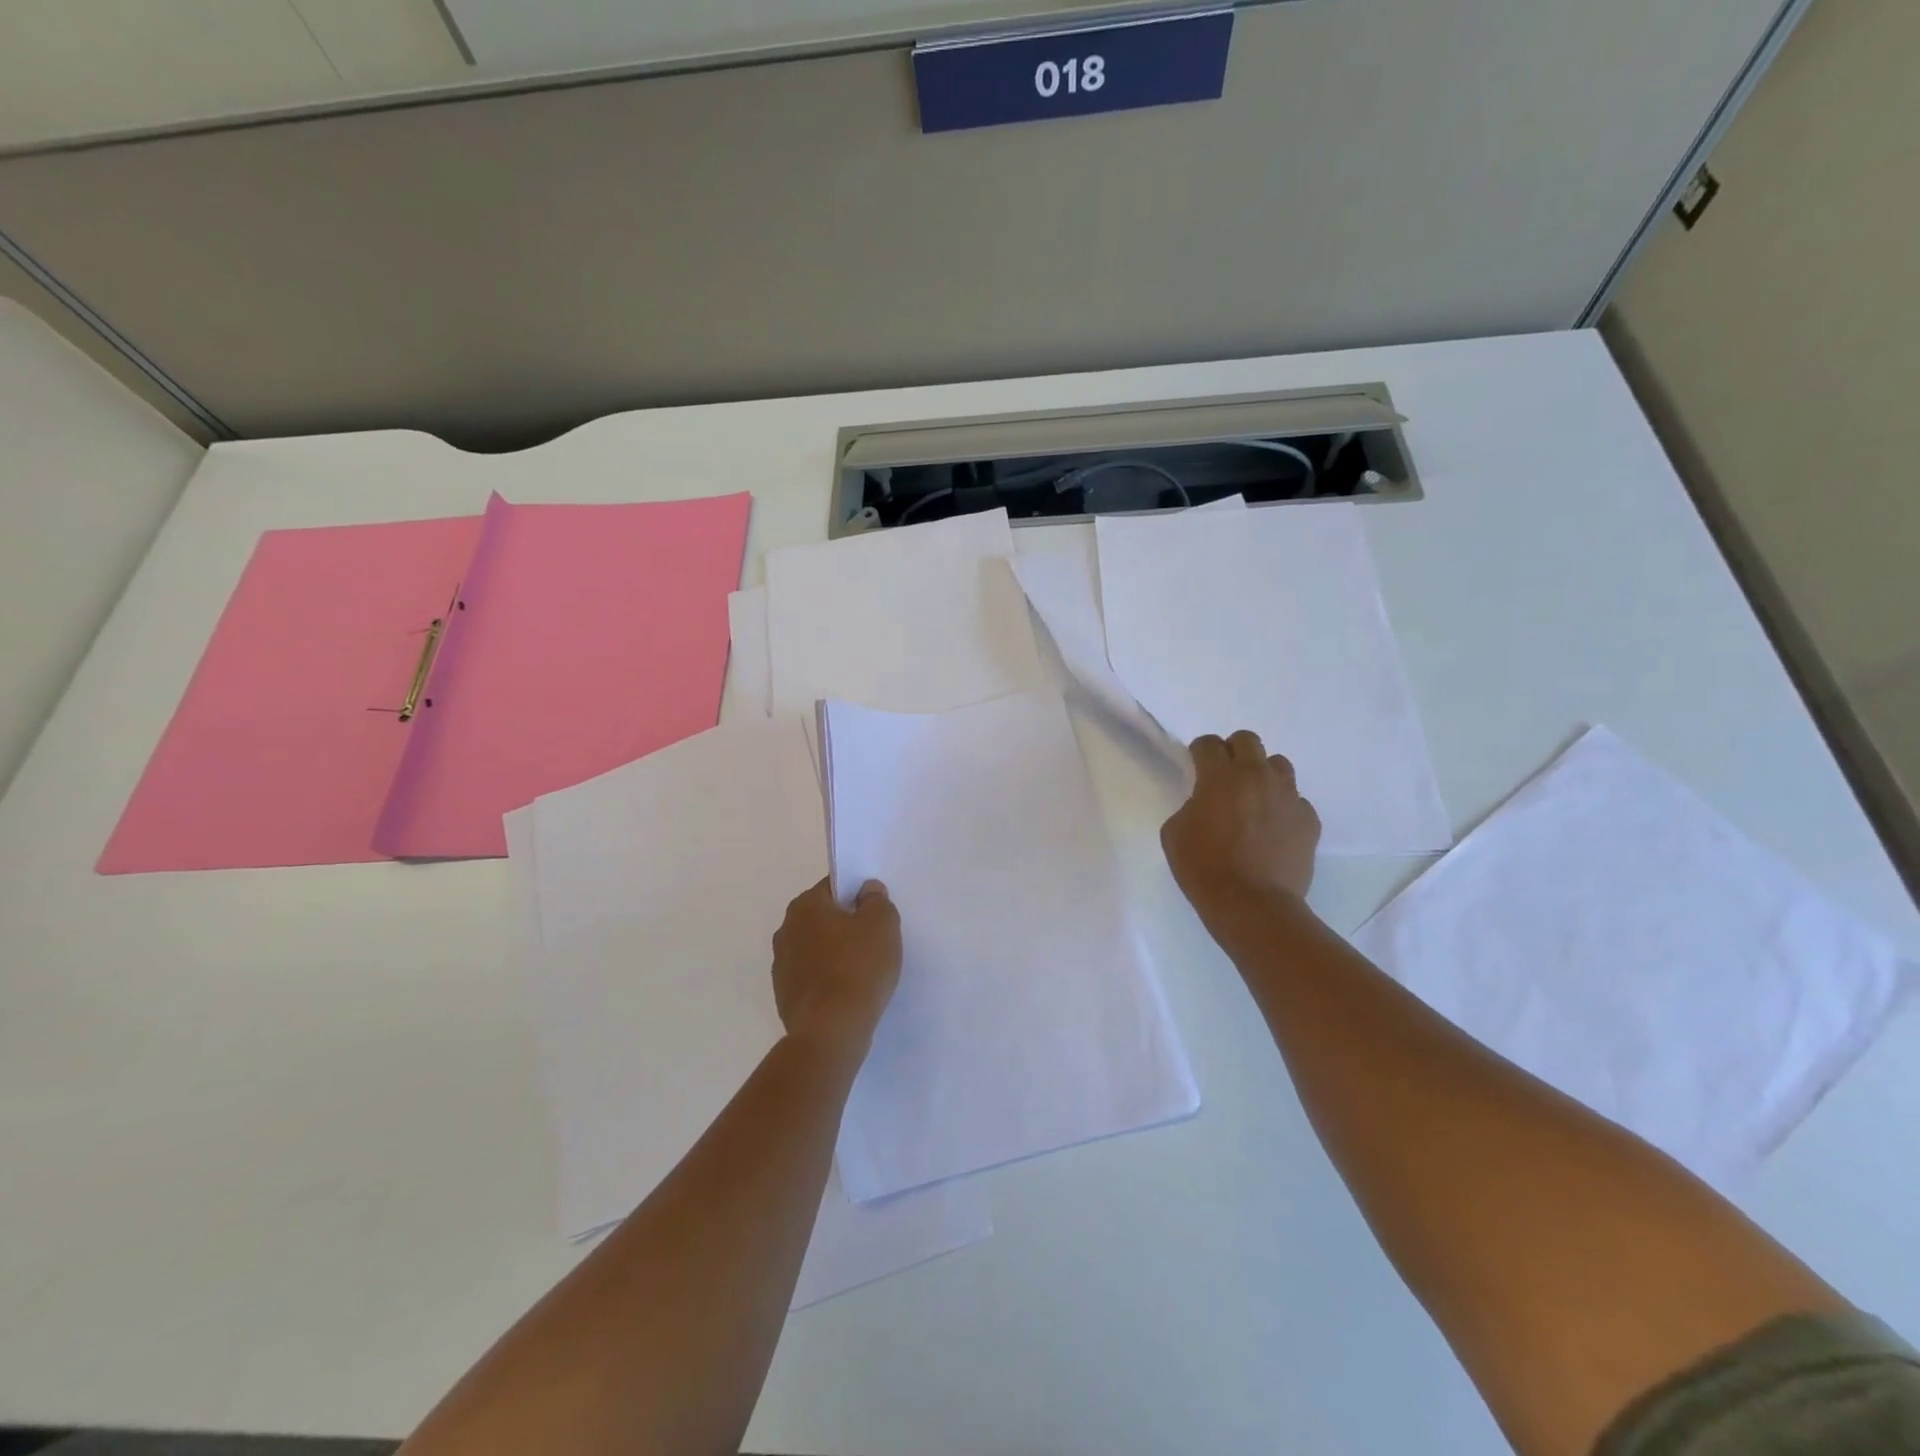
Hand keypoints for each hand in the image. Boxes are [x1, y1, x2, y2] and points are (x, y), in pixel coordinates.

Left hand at [771, 878, 902, 1054]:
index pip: (833, 887)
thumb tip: (866, 890)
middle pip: (823, 917)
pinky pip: (813, 977)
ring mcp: (782, 966)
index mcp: (805, 906)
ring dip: (835, 953)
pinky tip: (848, 993)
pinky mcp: (785, 996)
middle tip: (874, 940)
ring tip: (863, 970)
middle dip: (845, 924)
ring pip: (816, 948)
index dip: (856, 895)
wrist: (831, 1031)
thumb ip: (876, 899)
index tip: (874, 911)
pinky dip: (828, 980)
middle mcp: (786, 930)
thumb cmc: (858, 967)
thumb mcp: (882, 923)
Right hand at [1161, 731, 1320, 924]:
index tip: (1196, 765)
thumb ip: (1190, 806)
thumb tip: (1205, 803)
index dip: (1199, 752)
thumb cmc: (1204, 868)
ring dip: (1262, 775)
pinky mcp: (1309, 820)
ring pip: (1278, 765)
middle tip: (1225, 777)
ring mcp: (1288, 797)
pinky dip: (1283, 807)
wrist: (1252, 905)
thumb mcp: (1174, 832)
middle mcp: (1257, 777)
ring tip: (1253, 799)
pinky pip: (1296, 801)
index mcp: (1220, 777)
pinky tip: (1273, 829)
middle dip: (1233, 752)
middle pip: (1248, 741)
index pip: (1208, 744)